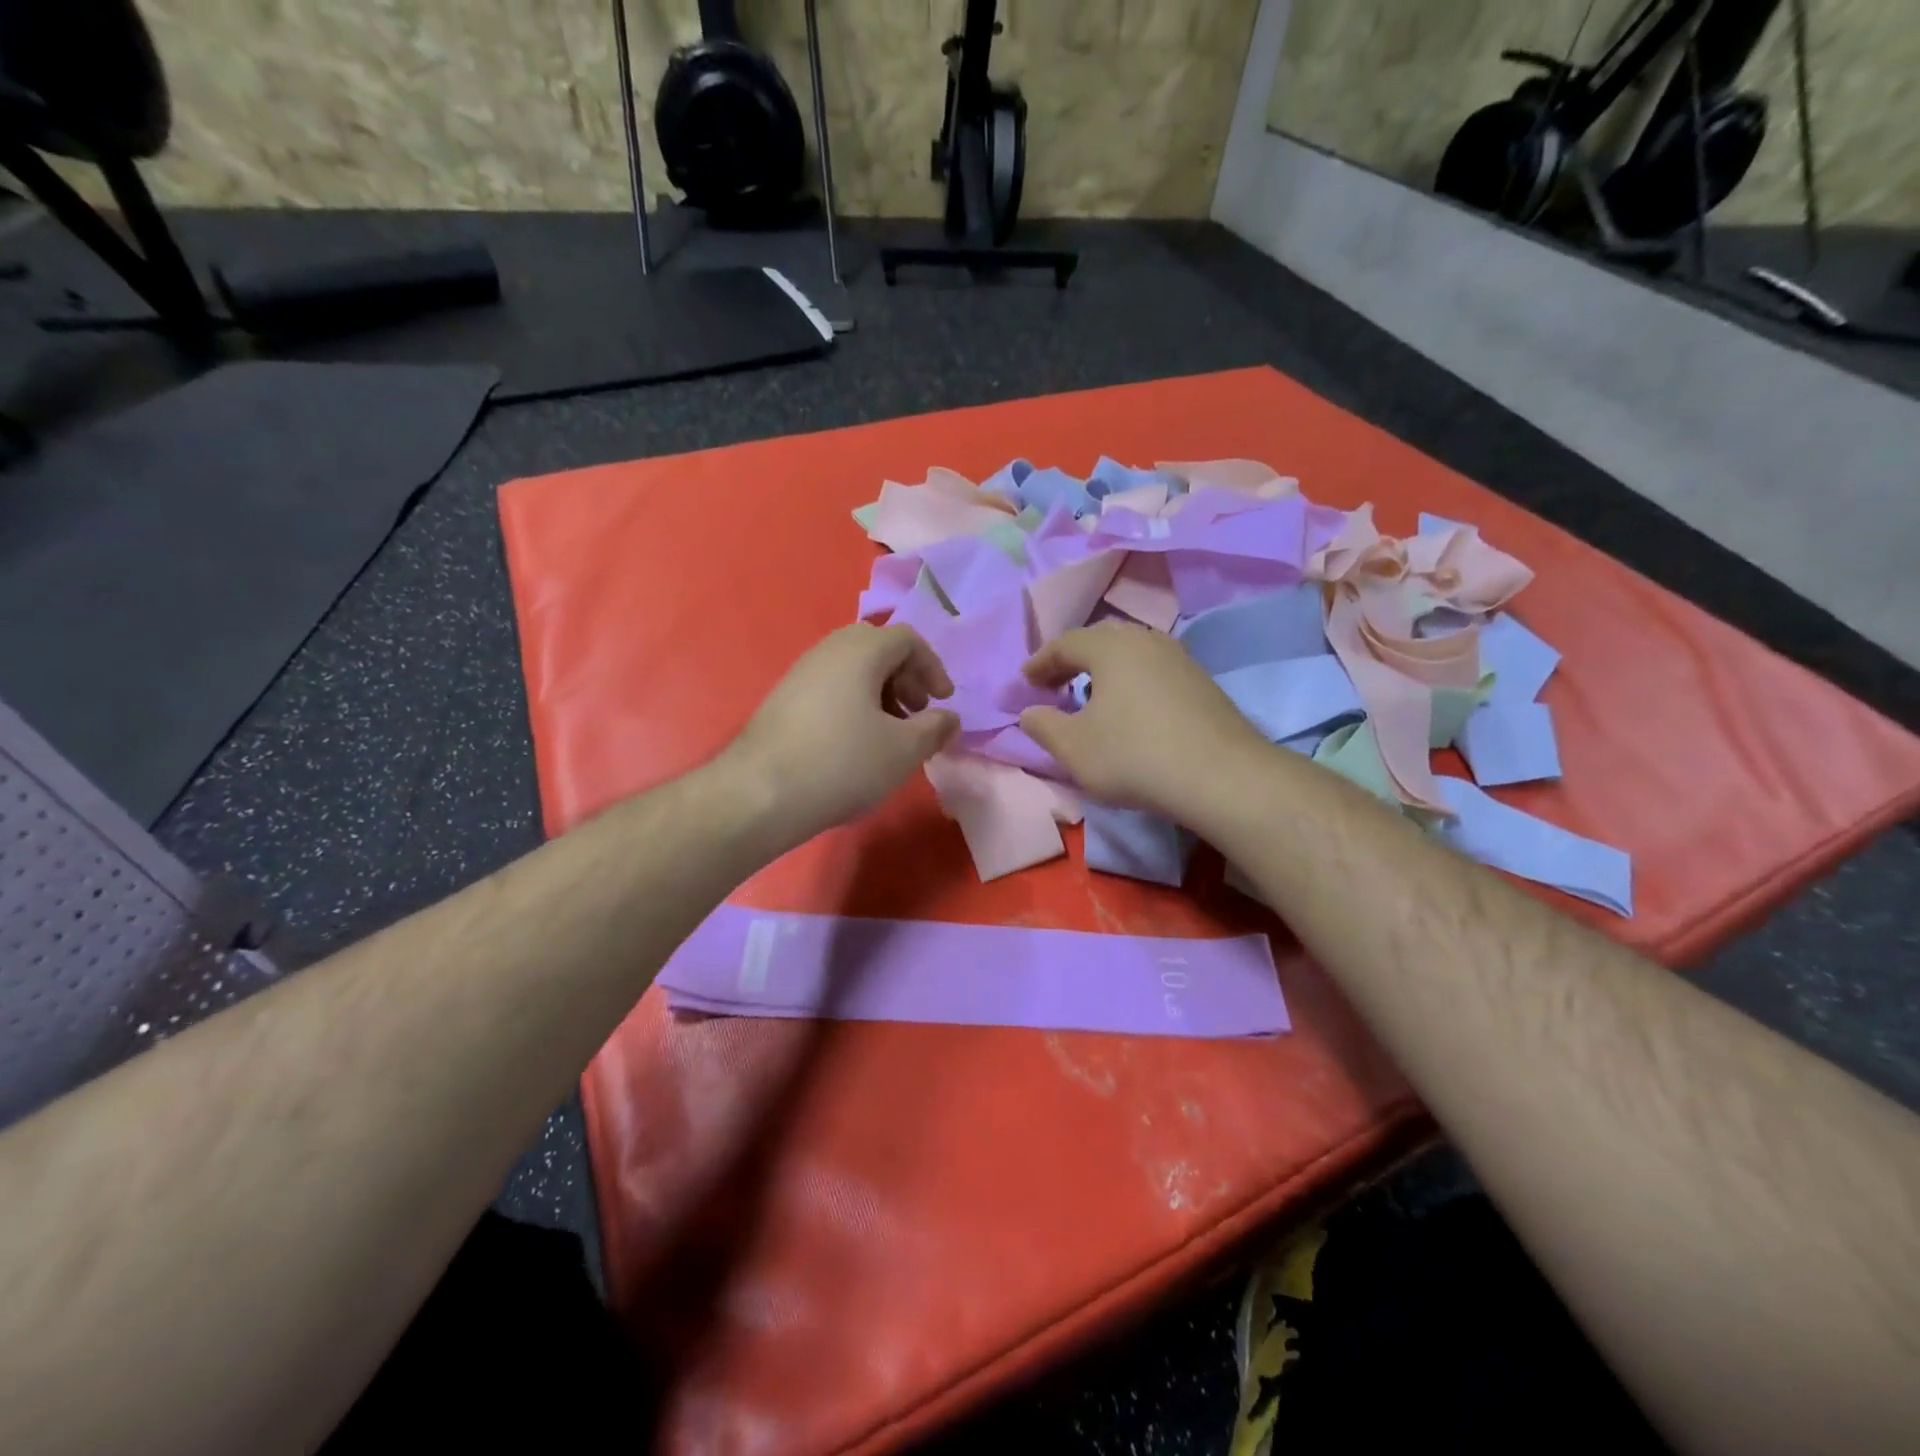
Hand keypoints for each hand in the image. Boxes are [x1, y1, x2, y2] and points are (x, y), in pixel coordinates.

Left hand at [726, 624, 959, 846]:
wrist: (760, 793)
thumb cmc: (843, 763)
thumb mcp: (903, 750)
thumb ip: (935, 729)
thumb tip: (949, 718)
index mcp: (861, 650)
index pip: (908, 639)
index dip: (933, 668)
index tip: (942, 702)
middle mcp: (828, 650)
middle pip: (878, 649)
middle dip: (906, 678)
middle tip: (916, 713)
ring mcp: (801, 672)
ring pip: (853, 669)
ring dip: (881, 693)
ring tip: (889, 734)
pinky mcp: (783, 698)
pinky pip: (831, 687)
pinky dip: (854, 704)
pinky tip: (855, 744)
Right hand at [1019, 622, 1268, 823]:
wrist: (1221, 776)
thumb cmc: (1134, 756)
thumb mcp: (1074, 748)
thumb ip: (1043, 726)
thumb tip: (1029, 712)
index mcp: (1110, 647)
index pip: (1065, 643)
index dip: (1040, 662)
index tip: (1025, 682)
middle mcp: (1146, 641)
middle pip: (1100, 640)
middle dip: (1072, 660)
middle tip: (1054, 683)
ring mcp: (1179, 659)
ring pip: (1131, 653)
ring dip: (1104, 670)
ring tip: (1090, 694)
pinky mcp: (1202, 682)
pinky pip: (1153, 670)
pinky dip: (1131, 682)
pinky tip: (1130, 709)